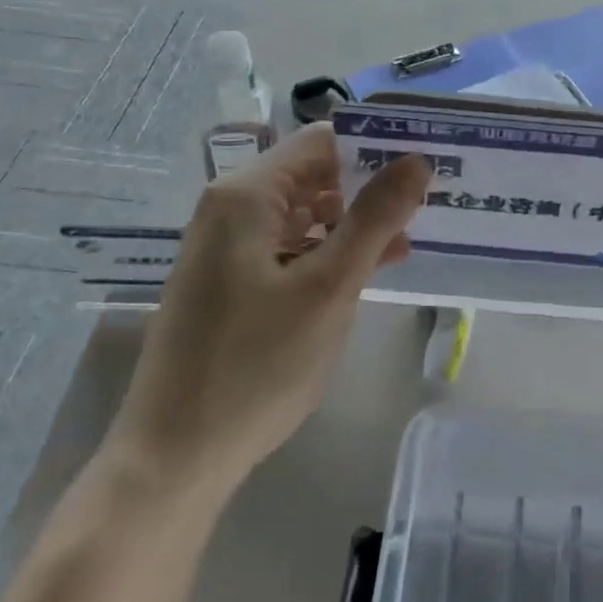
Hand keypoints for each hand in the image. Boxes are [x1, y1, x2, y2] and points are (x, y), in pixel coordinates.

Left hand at [114, 124, 428, 491]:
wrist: (174, 457)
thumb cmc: (256, 364)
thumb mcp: (328, 287)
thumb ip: (375, 218)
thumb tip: (417, 161)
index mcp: (246, 196)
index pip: (322, 143)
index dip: (375, 148)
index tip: (424, 164)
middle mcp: (230, 210)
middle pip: (312, 177)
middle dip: (368, 189)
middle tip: (428, 203)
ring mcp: (226, 249)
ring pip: (303, 216)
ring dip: (352, 225)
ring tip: (408, 242)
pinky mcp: (229, 283)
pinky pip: (287, 249)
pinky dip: (327, 254)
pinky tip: (366, 273)